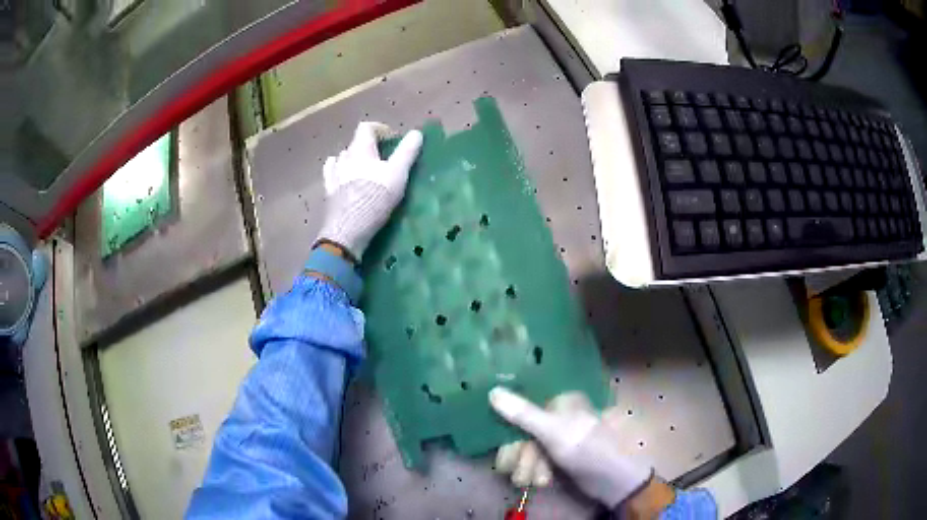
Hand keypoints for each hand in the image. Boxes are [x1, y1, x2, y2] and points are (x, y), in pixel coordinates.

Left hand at [317, 122, 423, 258]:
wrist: (350, 228)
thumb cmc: (376, 197)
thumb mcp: (398, 173)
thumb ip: (407, 151)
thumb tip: (417, 132)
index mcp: (360, 149)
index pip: (367, 127)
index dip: (380, 129)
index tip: (393, 140)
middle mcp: (344, 157)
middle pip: (355, 142)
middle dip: (369, 146)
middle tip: (383, 157)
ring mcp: (333, 174)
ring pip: (343, 157)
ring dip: (354, 158)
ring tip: (365, 169)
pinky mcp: (328, 191)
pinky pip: (331, 174)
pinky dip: (338, 171)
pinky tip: (342, 176)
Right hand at [489, 388, 653, 509]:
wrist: (613, 479)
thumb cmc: (585, 448)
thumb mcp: (552, 430)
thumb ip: (522, 413)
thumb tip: (492, 391)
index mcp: (560, 401)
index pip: (523, 407)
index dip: (509, 429)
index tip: (502, 446)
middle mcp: (559, 415)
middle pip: (523, 432)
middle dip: (519, 455)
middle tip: (511, 470)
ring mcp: (560, 436)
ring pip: (530, 448)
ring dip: (527, 467)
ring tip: (530, 481)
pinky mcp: (562, 455)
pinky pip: (539, 459)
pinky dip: (537, 471)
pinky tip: (542, 481)